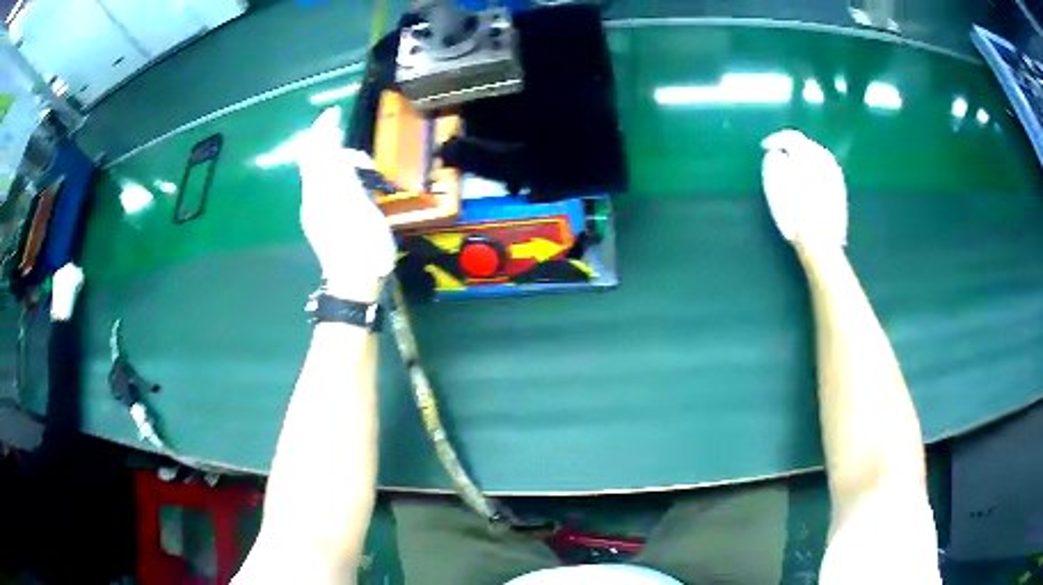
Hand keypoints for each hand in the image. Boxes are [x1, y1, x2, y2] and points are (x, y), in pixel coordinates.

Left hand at [296, 107, 395, 300]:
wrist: (354, 282)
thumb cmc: (360, 242)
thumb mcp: (353, 200)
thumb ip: (339, 169)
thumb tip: (327, 142)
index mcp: (318, 190)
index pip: (314, 151)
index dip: (322, 130)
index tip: (334, 112)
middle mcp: (312, 198)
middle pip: (317, 162)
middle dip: (338, 150)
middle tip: (363, 159)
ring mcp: (317, 212)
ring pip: (325, 175)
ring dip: (345, 166)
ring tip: (368, 175)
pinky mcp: (325, 223)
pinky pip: (330, 188)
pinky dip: (343, 180)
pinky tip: (358, 189)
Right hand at [761, 129, 847, 249]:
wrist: (820, 242)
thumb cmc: (794, 211)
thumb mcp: (775, 184)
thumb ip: (774, 161)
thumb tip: (778, 155)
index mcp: (808, 154)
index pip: (791, 136)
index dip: (775, 139)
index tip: (765, 148)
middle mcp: (825, 159)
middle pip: (807, 145)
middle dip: (793, 148)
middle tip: (780, 156)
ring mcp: (836, 176)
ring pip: (819, 158)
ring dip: (805, 159)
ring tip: (794, 170)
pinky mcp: (841, 192)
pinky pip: (826, 172)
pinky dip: (815, 171)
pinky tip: (809, 183)